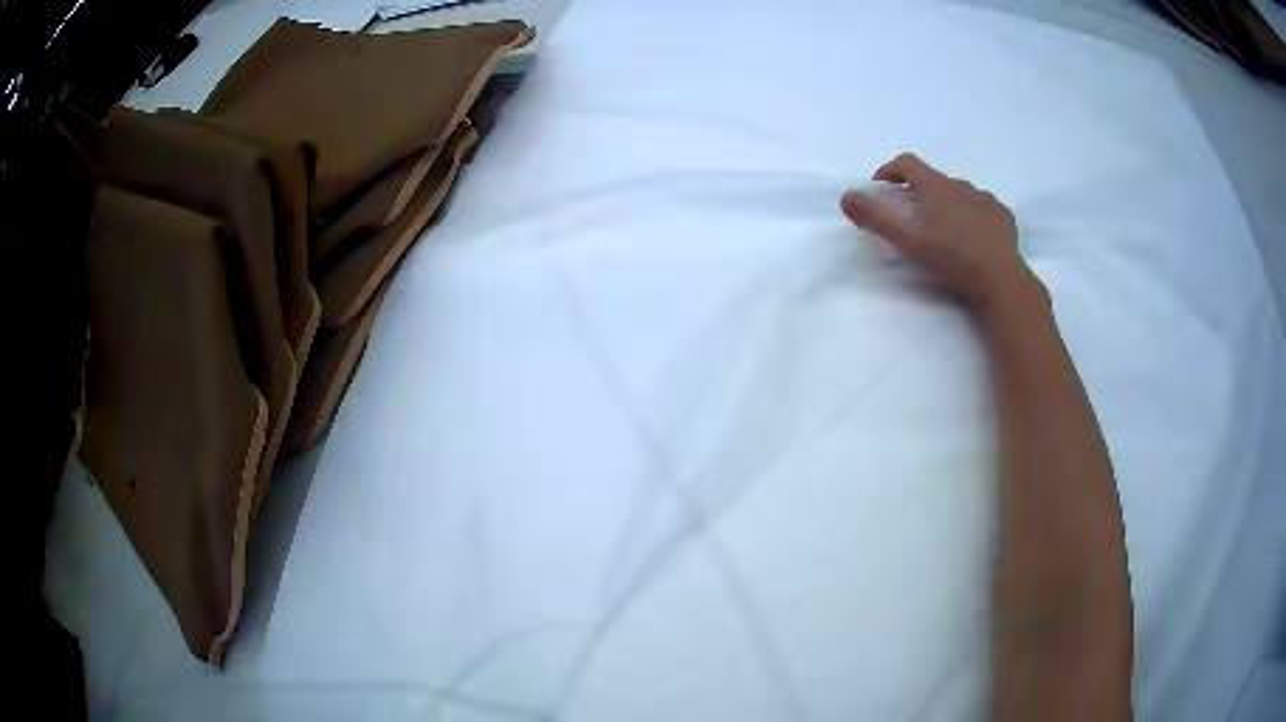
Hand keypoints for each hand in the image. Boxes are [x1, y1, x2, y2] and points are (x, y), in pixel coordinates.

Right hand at [841, 153, 1040, 312]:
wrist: (999, 279)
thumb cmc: (951, 258)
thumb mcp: (907, 241)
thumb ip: (876, 218)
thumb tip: (846, 197)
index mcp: (935, 186)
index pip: (907, 163)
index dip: (889, 171)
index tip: (880, 187)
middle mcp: (961, 185)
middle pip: (934, 180)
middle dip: (920, 193)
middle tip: (914, 218)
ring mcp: (985, 199)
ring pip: (960, 194)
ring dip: (948, 205)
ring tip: (946, 232)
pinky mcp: (1003, 216)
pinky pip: (983, 209)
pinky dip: (974, 216)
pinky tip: (974, 238)